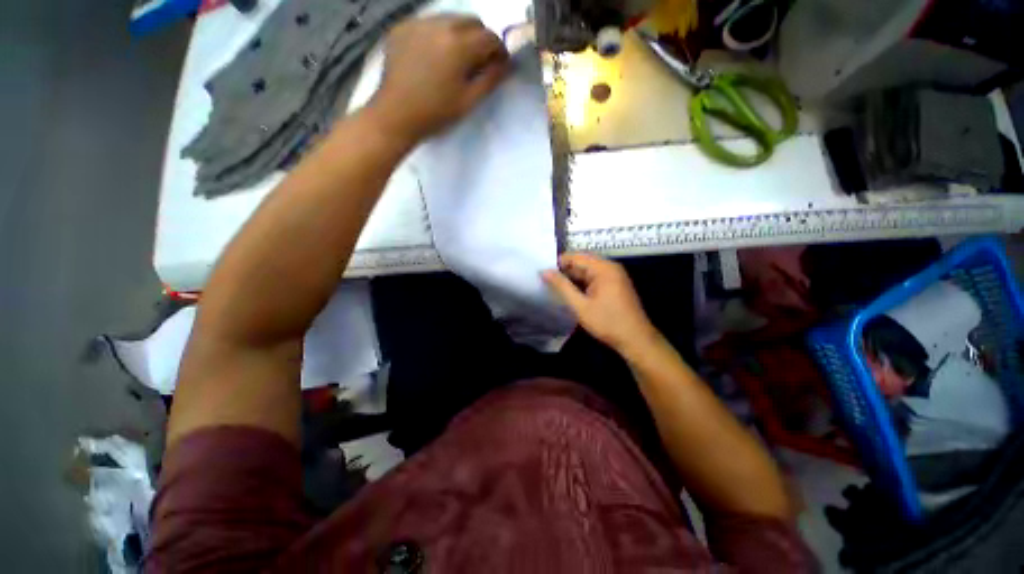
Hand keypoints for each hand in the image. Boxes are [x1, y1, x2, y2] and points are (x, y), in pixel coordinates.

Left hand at [371, 15, 509, 140]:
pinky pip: (429, 23)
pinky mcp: (402, 27)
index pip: (490, 37)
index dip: (499, 51)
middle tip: (478, 63)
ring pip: (450, 18)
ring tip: (455, 60)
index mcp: (458, 45)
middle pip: (471, 21)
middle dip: (480, 39)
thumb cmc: (436, 113)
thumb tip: (507, 64)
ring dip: (460, 35)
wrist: (396, 115)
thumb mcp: (469, 101)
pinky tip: (434, 57)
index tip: (499, 66)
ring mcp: (418, 23)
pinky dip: (438, 35)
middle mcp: (440, 25)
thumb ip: (491, 79)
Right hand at [543, 253, 659, 353]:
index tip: (543, 272)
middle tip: (546, 281)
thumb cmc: (607, 322)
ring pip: (587, 271)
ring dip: (572, 278)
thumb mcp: (580, 305)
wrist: (636, 339)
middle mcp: (610, 267)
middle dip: (564, 271)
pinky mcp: (614, 285)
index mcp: (603, 268)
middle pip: (581, 262)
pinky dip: (582, 284)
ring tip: (554, 287)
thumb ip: (562, 287)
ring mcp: (614, 276)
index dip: (558, 263)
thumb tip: (544, 271)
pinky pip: (594, 278)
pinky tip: (570, 292)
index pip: (575, 256)